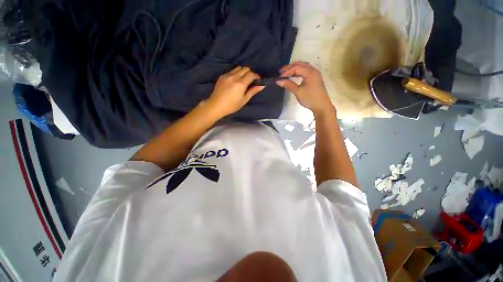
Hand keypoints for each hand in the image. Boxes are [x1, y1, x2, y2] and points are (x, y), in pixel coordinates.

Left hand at [206, 66, 264, 117]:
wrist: (216, 106)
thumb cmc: (232, 106)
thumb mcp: (244, 100)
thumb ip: (252, 91)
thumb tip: (262, 86)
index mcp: (240, 84)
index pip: (251, 74)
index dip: (256, 76)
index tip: (258, 80)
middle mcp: (234, 77)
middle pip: (245, 68)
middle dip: (250, 73)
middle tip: (251, 80)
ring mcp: (227, 75)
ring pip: (238, 68)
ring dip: (242, 72)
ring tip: (243, 80)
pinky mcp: (222, 76)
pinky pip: (231, 71)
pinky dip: (235, 73)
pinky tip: (234, 81)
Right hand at [276, 62, 333, 115]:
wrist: (321, 106)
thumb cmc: (310, 98)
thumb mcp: (298, 92)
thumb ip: (288, 85)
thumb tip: (278, 81)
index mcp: (310, 72)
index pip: (296, 67)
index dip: (287, 71)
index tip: (279, 77)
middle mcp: (313, 70)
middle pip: (300, 64)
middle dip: (290, 67)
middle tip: (281, 71)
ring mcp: (315, 74)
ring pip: (304, 67)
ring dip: (295, 68)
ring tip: (286, 72)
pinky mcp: (315, 79)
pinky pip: (306, 71)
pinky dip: (299, 71)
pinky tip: (294, 75)